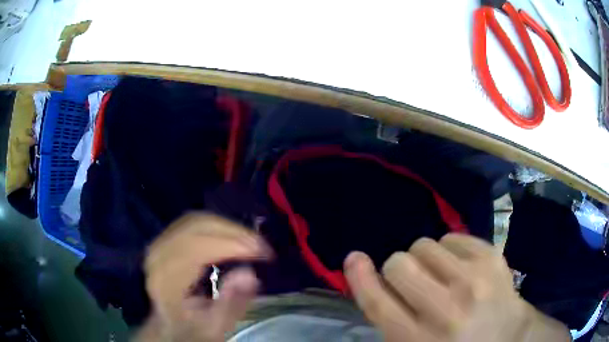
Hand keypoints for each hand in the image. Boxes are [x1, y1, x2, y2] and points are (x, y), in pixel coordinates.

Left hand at [135, 213, 271, 341]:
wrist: (171, 324)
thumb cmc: (193, 327)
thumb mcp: (215, 326)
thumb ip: (231, 304)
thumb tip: (249, 274)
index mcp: (165, 280)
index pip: (195, 249)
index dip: (230, 245)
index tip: (261, 252)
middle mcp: (158, 256)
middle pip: (196, 228)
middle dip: (234, 232)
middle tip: (262, 246)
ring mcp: (160, 244)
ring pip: (196, 220)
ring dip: (228, 228)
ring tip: (252, 242)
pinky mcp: (166, 239)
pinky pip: (194, 223)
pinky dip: (218, 226)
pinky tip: (233, 238)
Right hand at [344, 234, 569, 341]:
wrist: (507, 336)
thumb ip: (392, 320)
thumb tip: (371, 280)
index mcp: (420, 340)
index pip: (379, 303)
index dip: (361, 277)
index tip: (354, 258)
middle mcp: (446, 309)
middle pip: (399, 264)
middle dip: (399, 269)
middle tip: (415, 282)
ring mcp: (473, 280)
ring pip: (425, 245)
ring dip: (425, 259)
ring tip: (441, 275)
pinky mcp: (491, 257)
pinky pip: (452, 236)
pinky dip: (449, 249)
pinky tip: (460, 267)